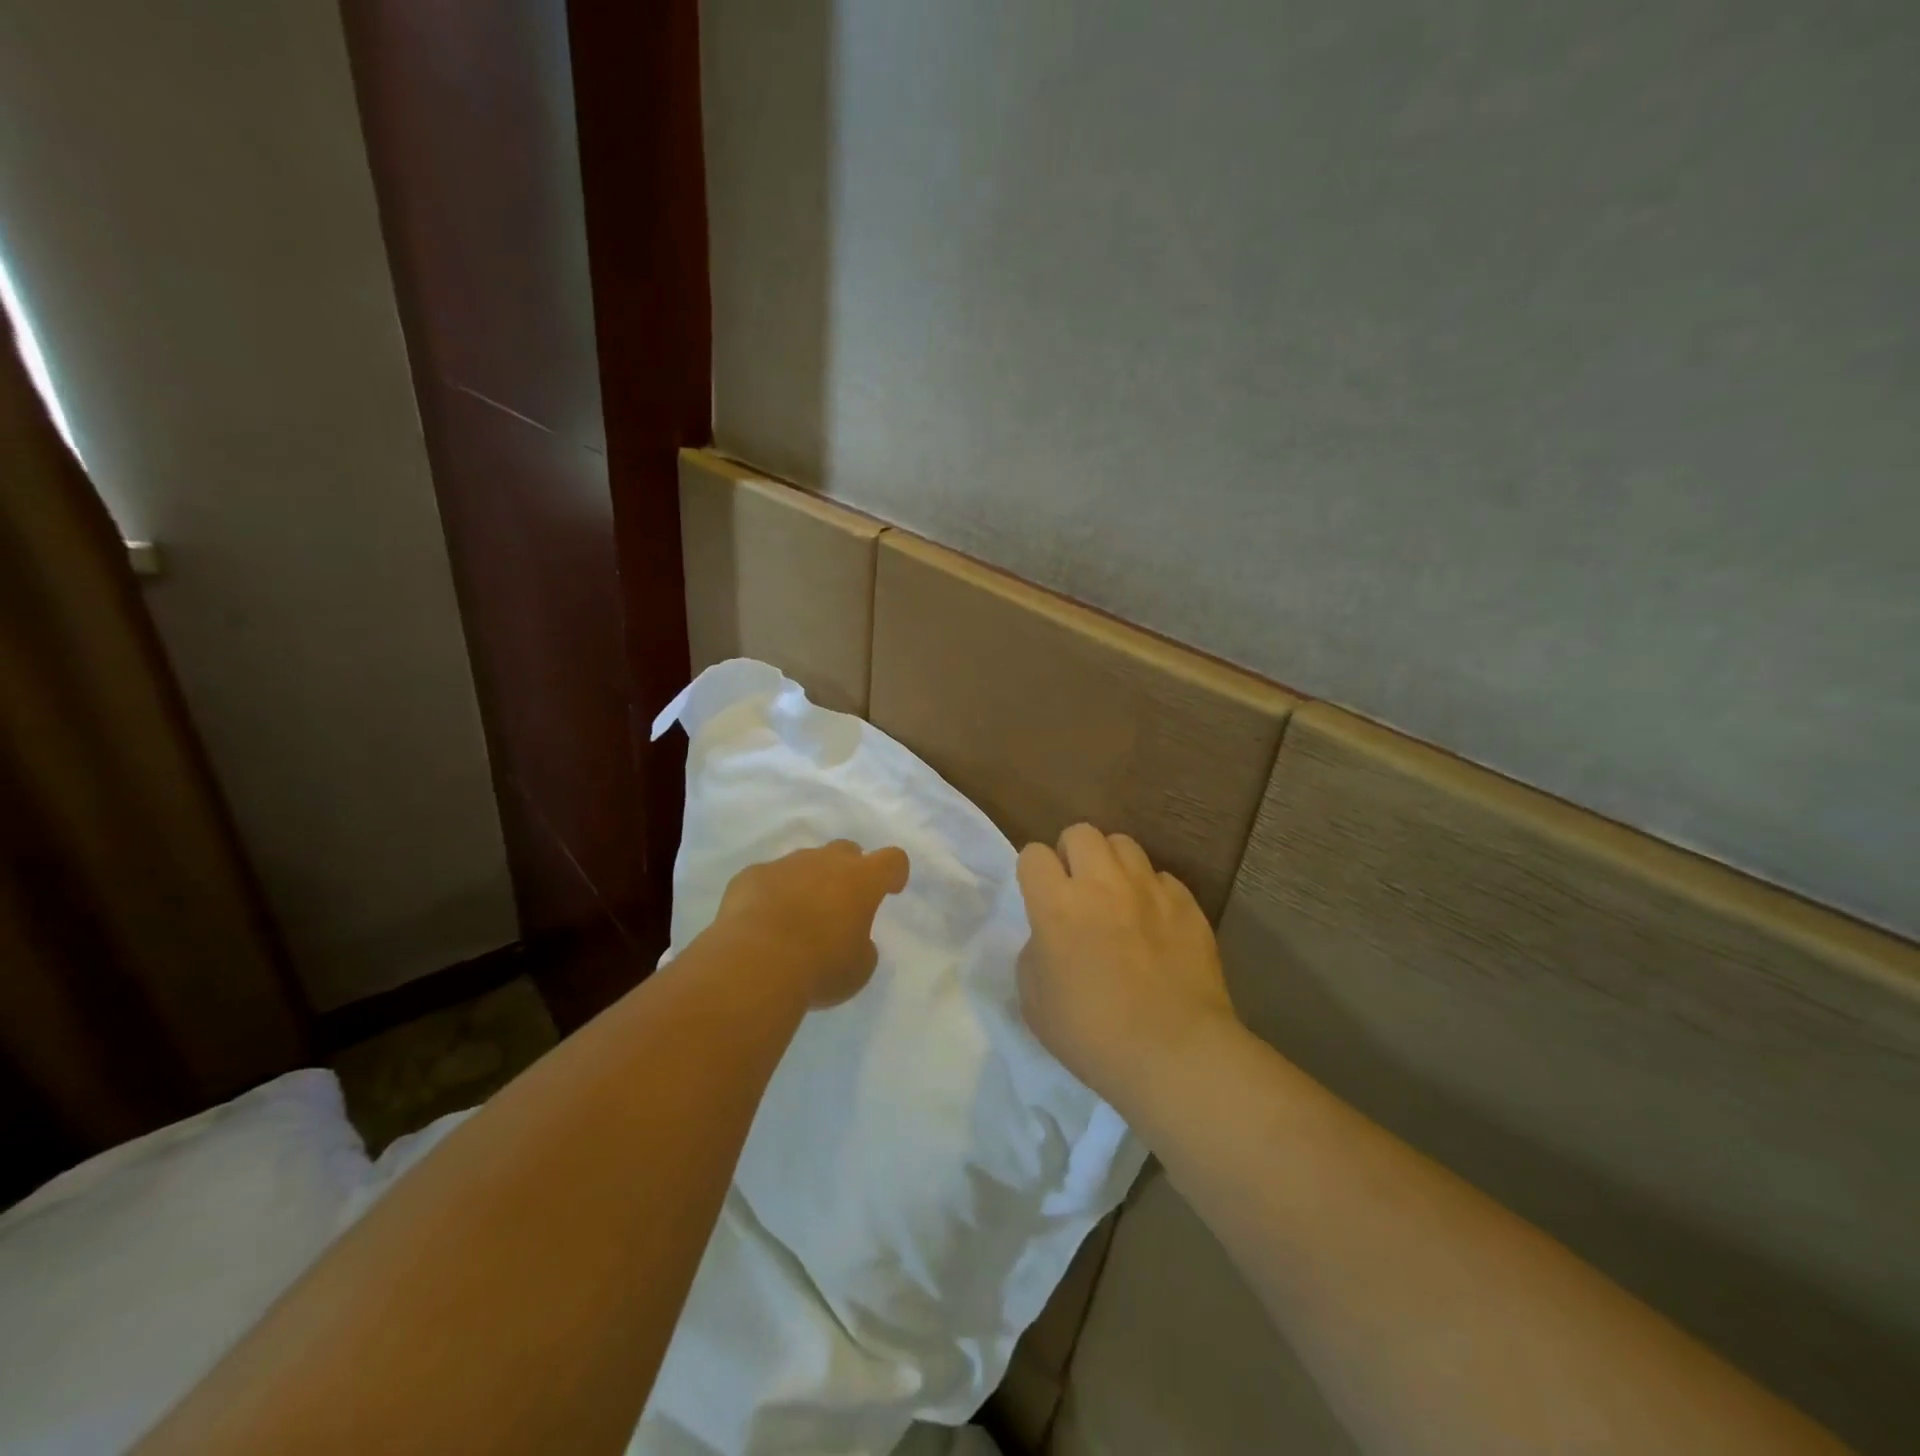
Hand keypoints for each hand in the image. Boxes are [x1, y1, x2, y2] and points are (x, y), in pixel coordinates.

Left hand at [712, 840, 910, 1008]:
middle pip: (846, 851)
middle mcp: (825, 861)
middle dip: (848, 870)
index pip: (892, 860)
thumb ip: (862, 946)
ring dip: (808, 882)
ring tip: (798, 916)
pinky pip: (768, 878)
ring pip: (804, 862)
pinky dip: (771, 893)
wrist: (754, 964)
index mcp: (862, 880)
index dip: (894, 873)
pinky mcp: (751, 875)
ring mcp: (785, 864)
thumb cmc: (819, 966)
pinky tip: (762, 921)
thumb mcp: (858, 969)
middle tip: (842, 901)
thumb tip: (852, 940)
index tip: (891, 889)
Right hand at [1016, 824, 1237, 1106]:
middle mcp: (1102, 884)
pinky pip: (1162, 879)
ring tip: (1116, 898)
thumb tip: (1050, 936)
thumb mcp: (1034, 1001)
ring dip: (1112, 865)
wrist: (1174, 1053)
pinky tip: (1154, 925)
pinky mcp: (1187, 905)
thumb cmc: (1092, 1035)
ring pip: (1124, 845)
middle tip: (1077, 890)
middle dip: (1072, 854)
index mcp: (1057, 905)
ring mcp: (1149, 890)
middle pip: (1081, 833)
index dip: (1033, 873)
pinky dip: (1152, 893)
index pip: (1034, 854)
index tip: (1040, 897)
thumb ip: (1035, 952)